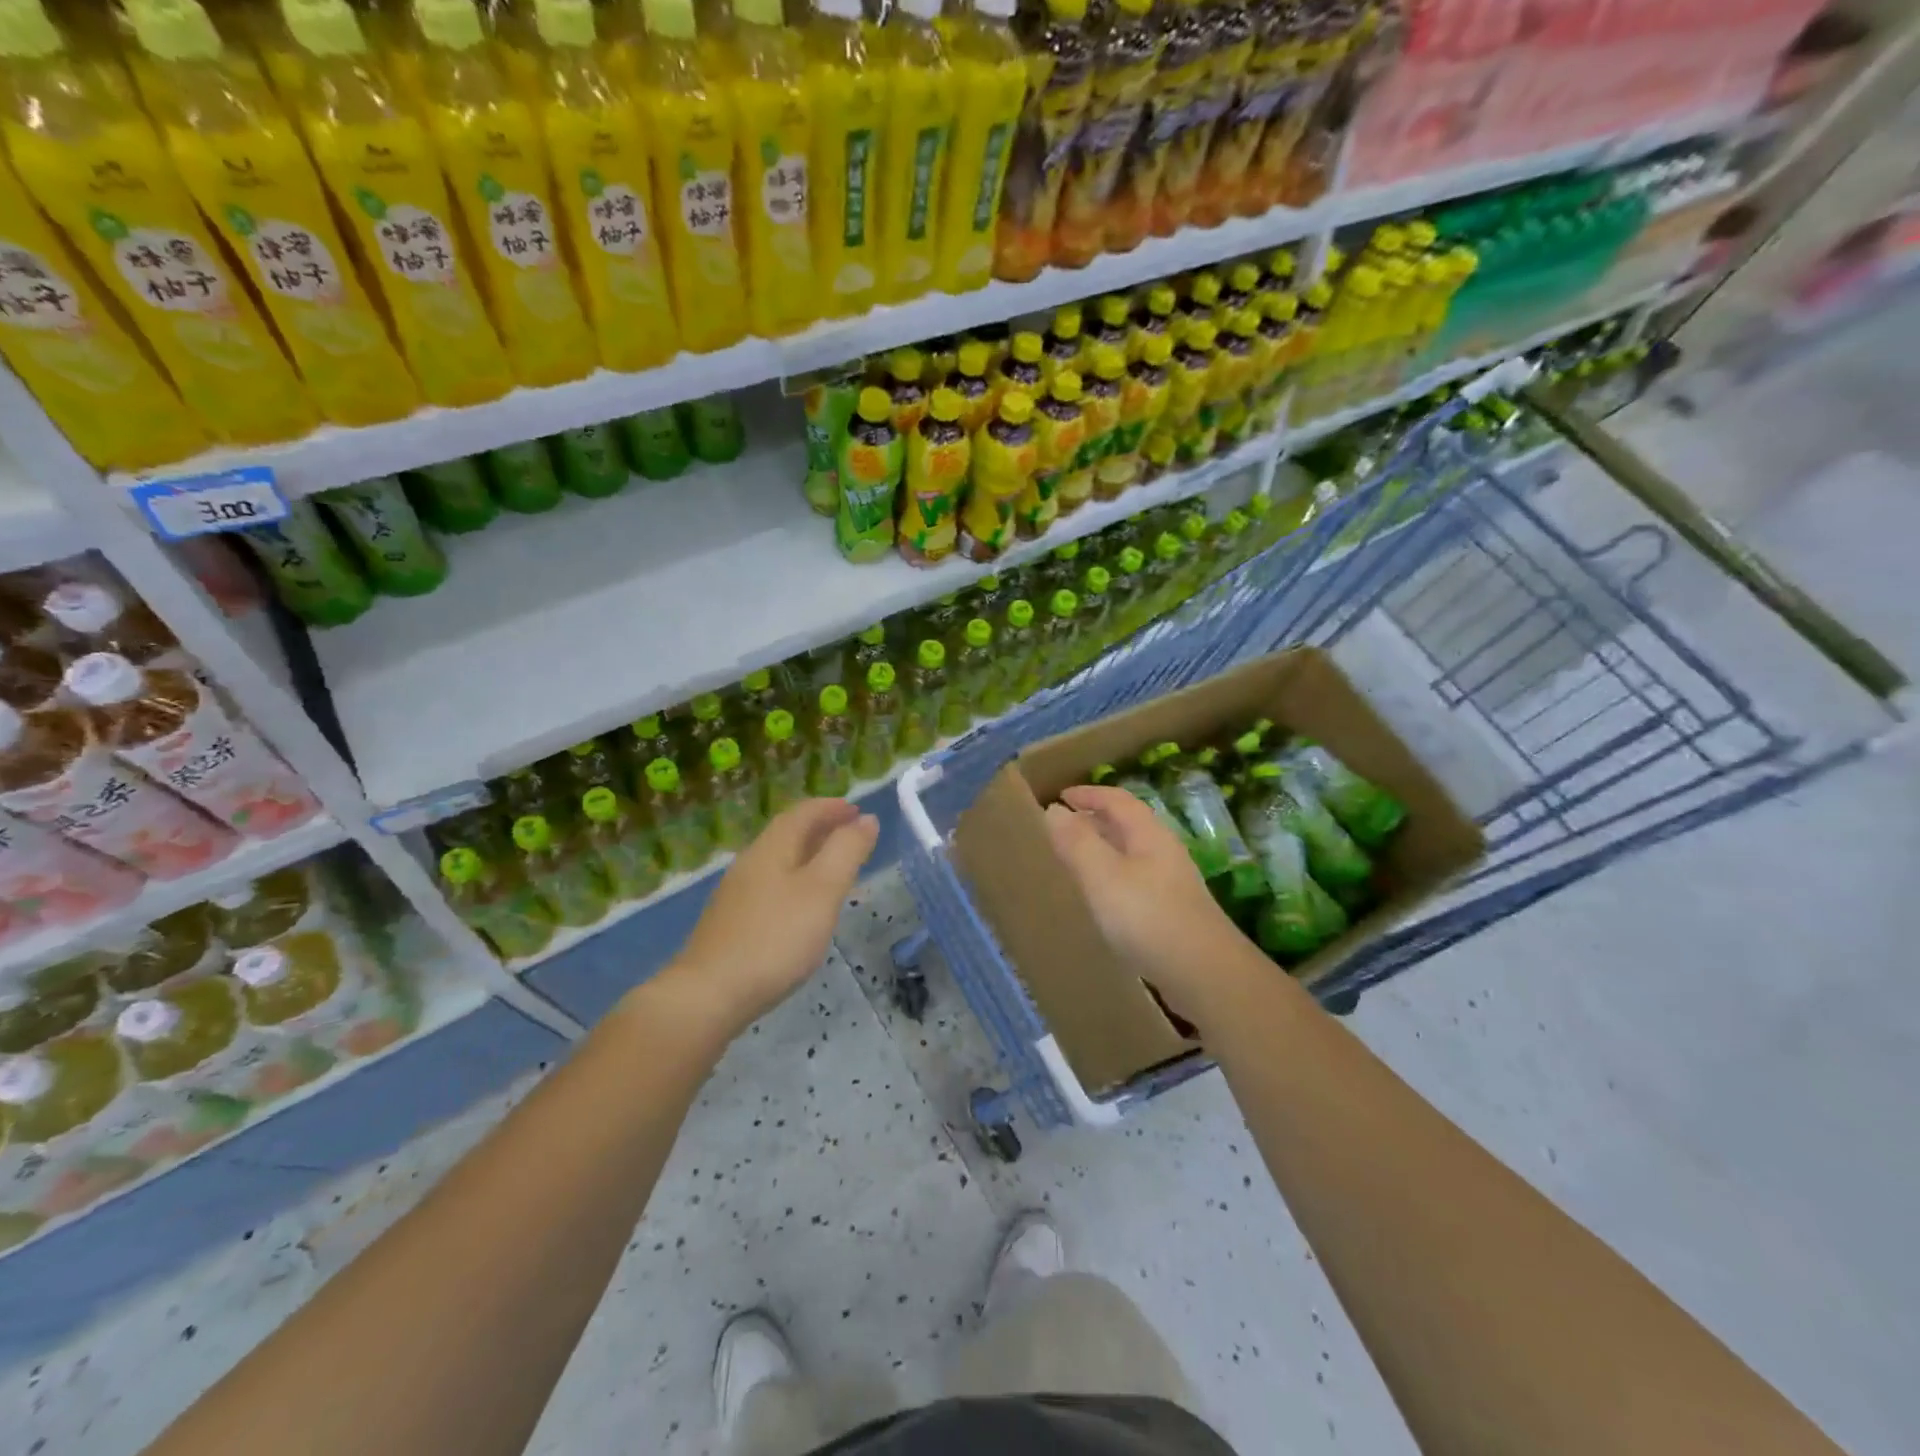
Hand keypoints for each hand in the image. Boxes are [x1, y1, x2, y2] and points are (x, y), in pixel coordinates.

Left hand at [663, 798, 878, 1038]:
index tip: (858, 810)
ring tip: (834, 868)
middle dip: (821, 828)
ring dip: (809, 854)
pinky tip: (803, 906)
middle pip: (788, 833)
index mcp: (772, 848)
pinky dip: (796, 880)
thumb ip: (846, 851)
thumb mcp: (822, 890)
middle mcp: (751, 862)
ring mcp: (737, 894)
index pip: (803, 812)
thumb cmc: (775, 937)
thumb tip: (866, 819)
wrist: (709, 994)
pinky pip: (771, 885)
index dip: (832, 807)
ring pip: (779, 860)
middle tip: (852, 835)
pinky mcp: (732, 922)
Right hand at [1045, 785, 1263, 1032]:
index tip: (1061, 797)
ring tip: (1077, 860)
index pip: (1118, 800)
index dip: (1089, 794)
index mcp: (1149, 835)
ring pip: (1132, 853)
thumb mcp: (1102, 876)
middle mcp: (1164, 852)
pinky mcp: (1173, 912)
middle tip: (1064, 827)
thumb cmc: (1148, 917)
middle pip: (1128, 824)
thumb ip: (1077, 842)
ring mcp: (1172, 883)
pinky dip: (1113, 876)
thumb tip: (1054, 809)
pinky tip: (1103, 899)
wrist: (1205, 974)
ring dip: (1104, 849)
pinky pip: (1135, 880)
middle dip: (1096, 819)